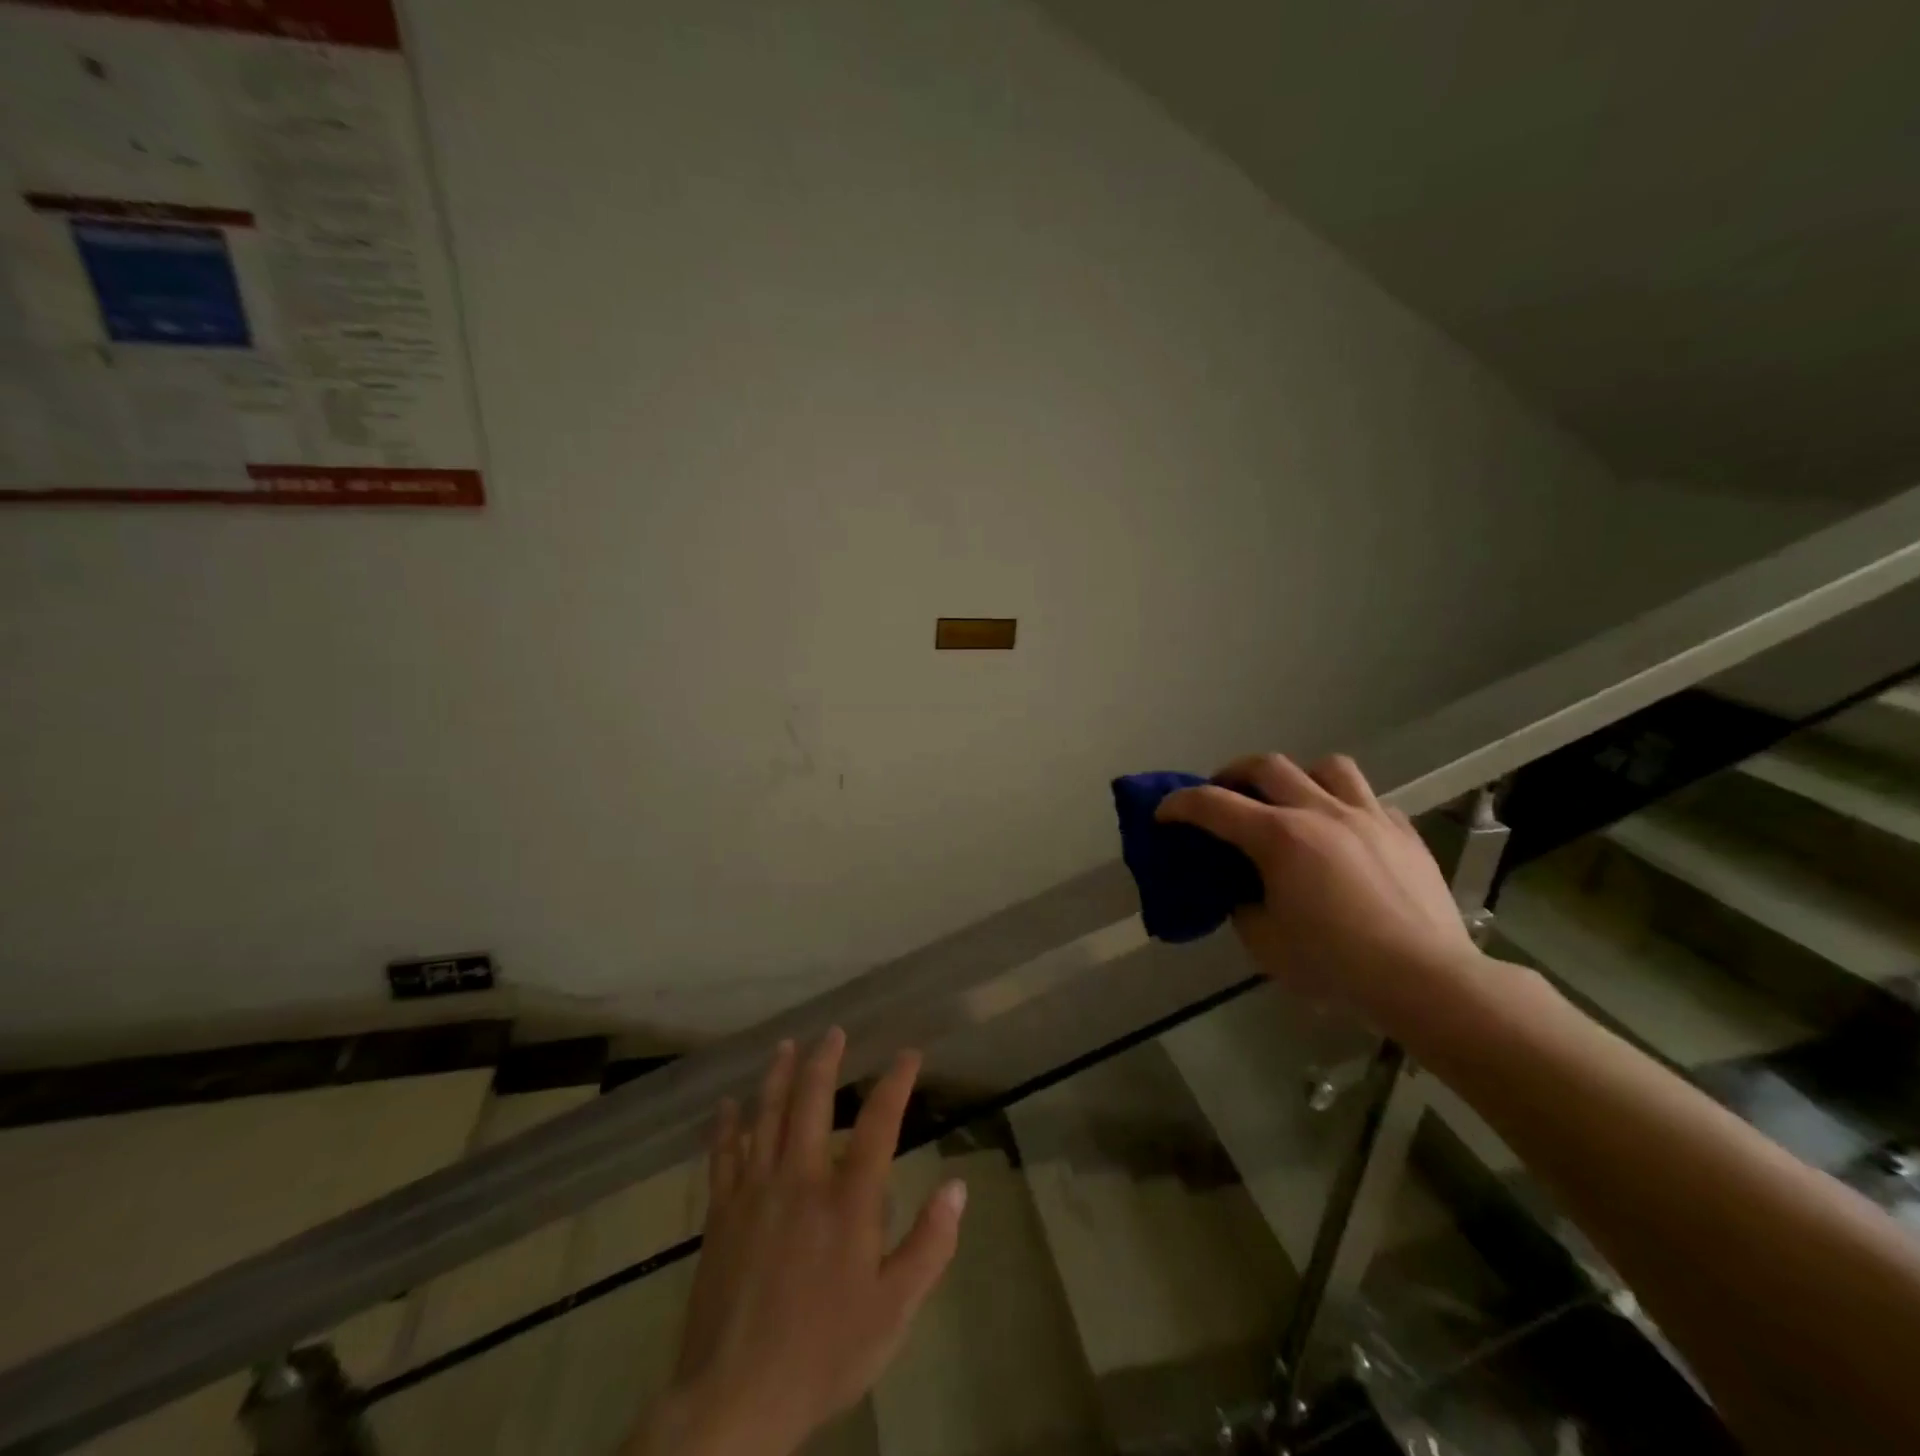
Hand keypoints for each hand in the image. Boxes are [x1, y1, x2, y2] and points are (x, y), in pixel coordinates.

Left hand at [636, 1031, 966, 1455]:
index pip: (879, 1123)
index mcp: (848, 1200)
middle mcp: (802, 1179)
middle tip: (834, 1032)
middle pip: (812, 1101)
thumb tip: (957, 1186)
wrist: (735, 1398)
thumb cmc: (824, 1352)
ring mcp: (756, 1191)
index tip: (908, 1054)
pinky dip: (726, 1125)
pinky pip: (723, 1154)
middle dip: (825, 1060)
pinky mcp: (721, 1212)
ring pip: (766, 1115)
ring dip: (777, 1075)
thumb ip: (930, 1245)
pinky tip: (726, 1105)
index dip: (896, 1082)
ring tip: (786, 1046)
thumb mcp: (894, 1311)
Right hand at [1157, 754, 1480, 1026]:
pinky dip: (1346, 808)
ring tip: (1292, 802)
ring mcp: (1368, 817)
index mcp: (1279, 837)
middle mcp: (1320, 812)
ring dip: (1298, 778)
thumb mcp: (1265, 944)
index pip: (1213, 804)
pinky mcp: (1404, 833)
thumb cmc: (1335, 965)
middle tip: (1223, 795)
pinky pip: (1370, 801)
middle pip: (1266, 765)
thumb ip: (1244, 906)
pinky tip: (1345, 836)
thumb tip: (1245, 890)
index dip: (1179, 804)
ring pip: (1327, 767)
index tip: (1163, 813)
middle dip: (1233, 774)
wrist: (1425, 981)